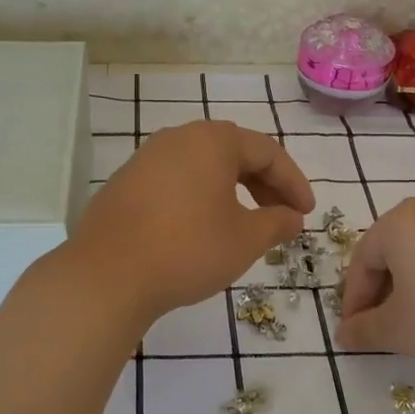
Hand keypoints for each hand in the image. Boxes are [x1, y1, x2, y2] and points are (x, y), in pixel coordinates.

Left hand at [67, 121, 314, 327]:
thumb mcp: (245, 239)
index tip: (307, 213)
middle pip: (233, 153)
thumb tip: (292, 217)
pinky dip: (200, 197)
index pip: (267, 152)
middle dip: (264, 184)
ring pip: (203, 167)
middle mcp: (178, 138)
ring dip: (232, 191)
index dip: (293, 182)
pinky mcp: (125, 183)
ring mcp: (146, 158)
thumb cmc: (188, 249)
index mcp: (212, 141)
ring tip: (246, 224)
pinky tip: (202, 228)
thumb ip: (277, 223)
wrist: (108, 275)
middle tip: (282, 217)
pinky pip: (176, 181)